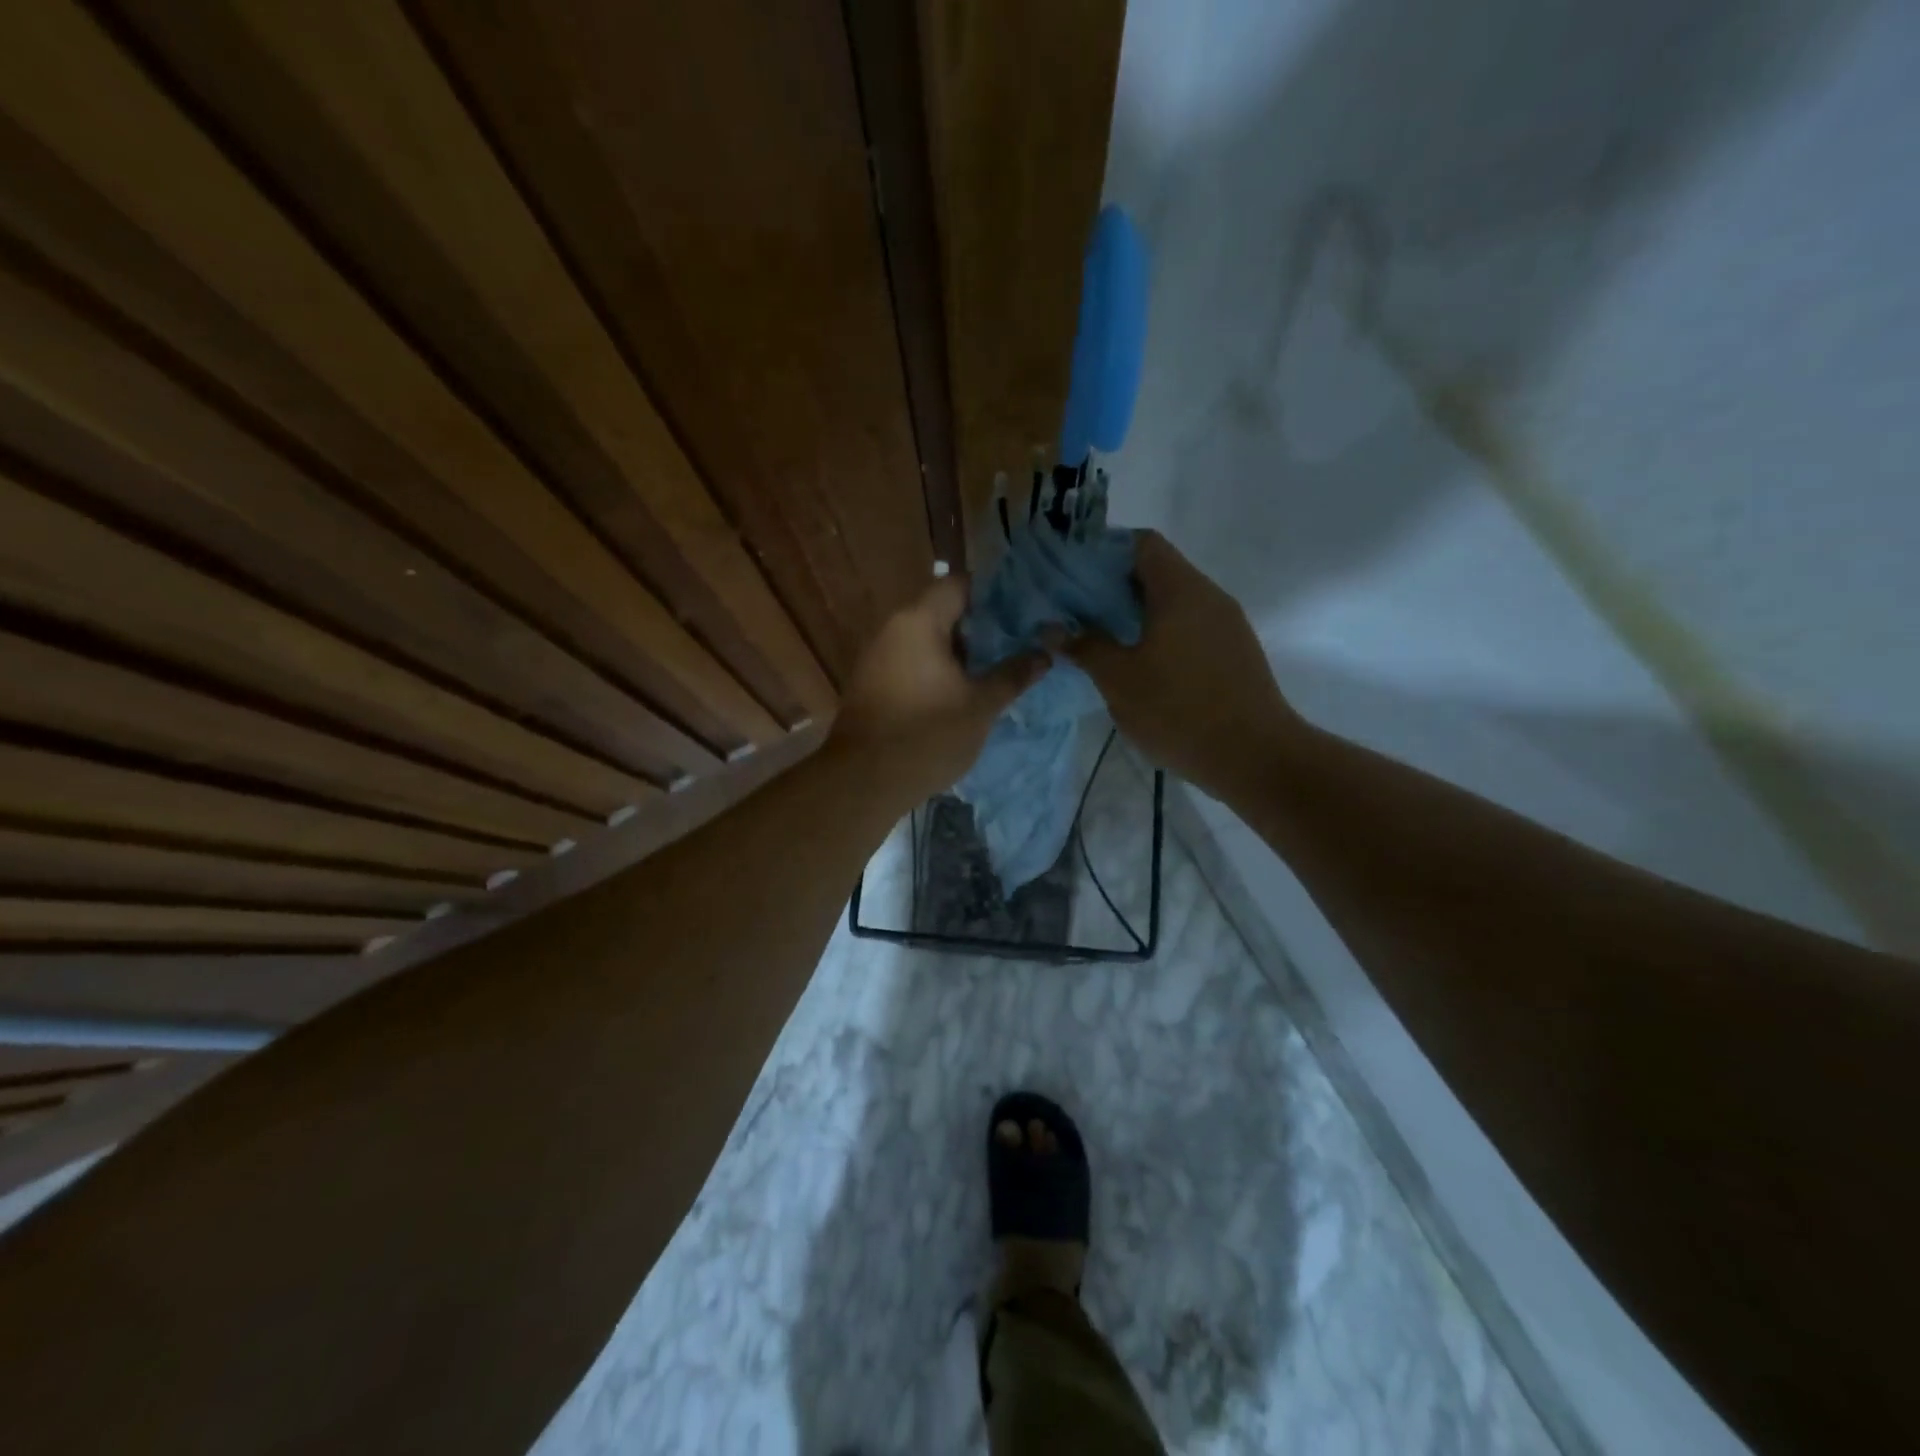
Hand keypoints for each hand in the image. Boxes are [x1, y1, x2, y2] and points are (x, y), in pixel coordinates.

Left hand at [831, 575, 1049, 805]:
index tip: (1022, 611)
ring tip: (995, 670)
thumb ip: (1013, 674)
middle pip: (943, 611)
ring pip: (928, 640)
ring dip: (960, 652)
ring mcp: (878, 657)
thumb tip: (1046, 653)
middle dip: (981, 627)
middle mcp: (893, 629)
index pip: (959, 584)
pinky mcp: (873, 684)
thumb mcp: (981, 705)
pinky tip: (961, 692)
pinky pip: (912, 663)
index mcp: (919, 621)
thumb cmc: (927, 735)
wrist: (865, 781)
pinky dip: (938, 670)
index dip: (993, 593)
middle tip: (1016, 644)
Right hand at [1066, 531, 1305, 799]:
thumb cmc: (1178, 710)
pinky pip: (1191, 627)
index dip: (1106, 551)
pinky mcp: (1235, 652)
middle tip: (1079, 611)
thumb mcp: (1119, 679)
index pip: (1142, 544)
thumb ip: (1085, 646)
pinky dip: (1162, 633)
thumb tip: (1053, 628)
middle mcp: (1209, 596)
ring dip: (1138, 613)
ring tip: (1104, 638)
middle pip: (1159, 571)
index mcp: (1180, 590)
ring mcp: (1227, 624)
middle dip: (1115, 586)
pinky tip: (1141, 664)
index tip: (1075, 576)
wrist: (1254, 756)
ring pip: (1175, 602)